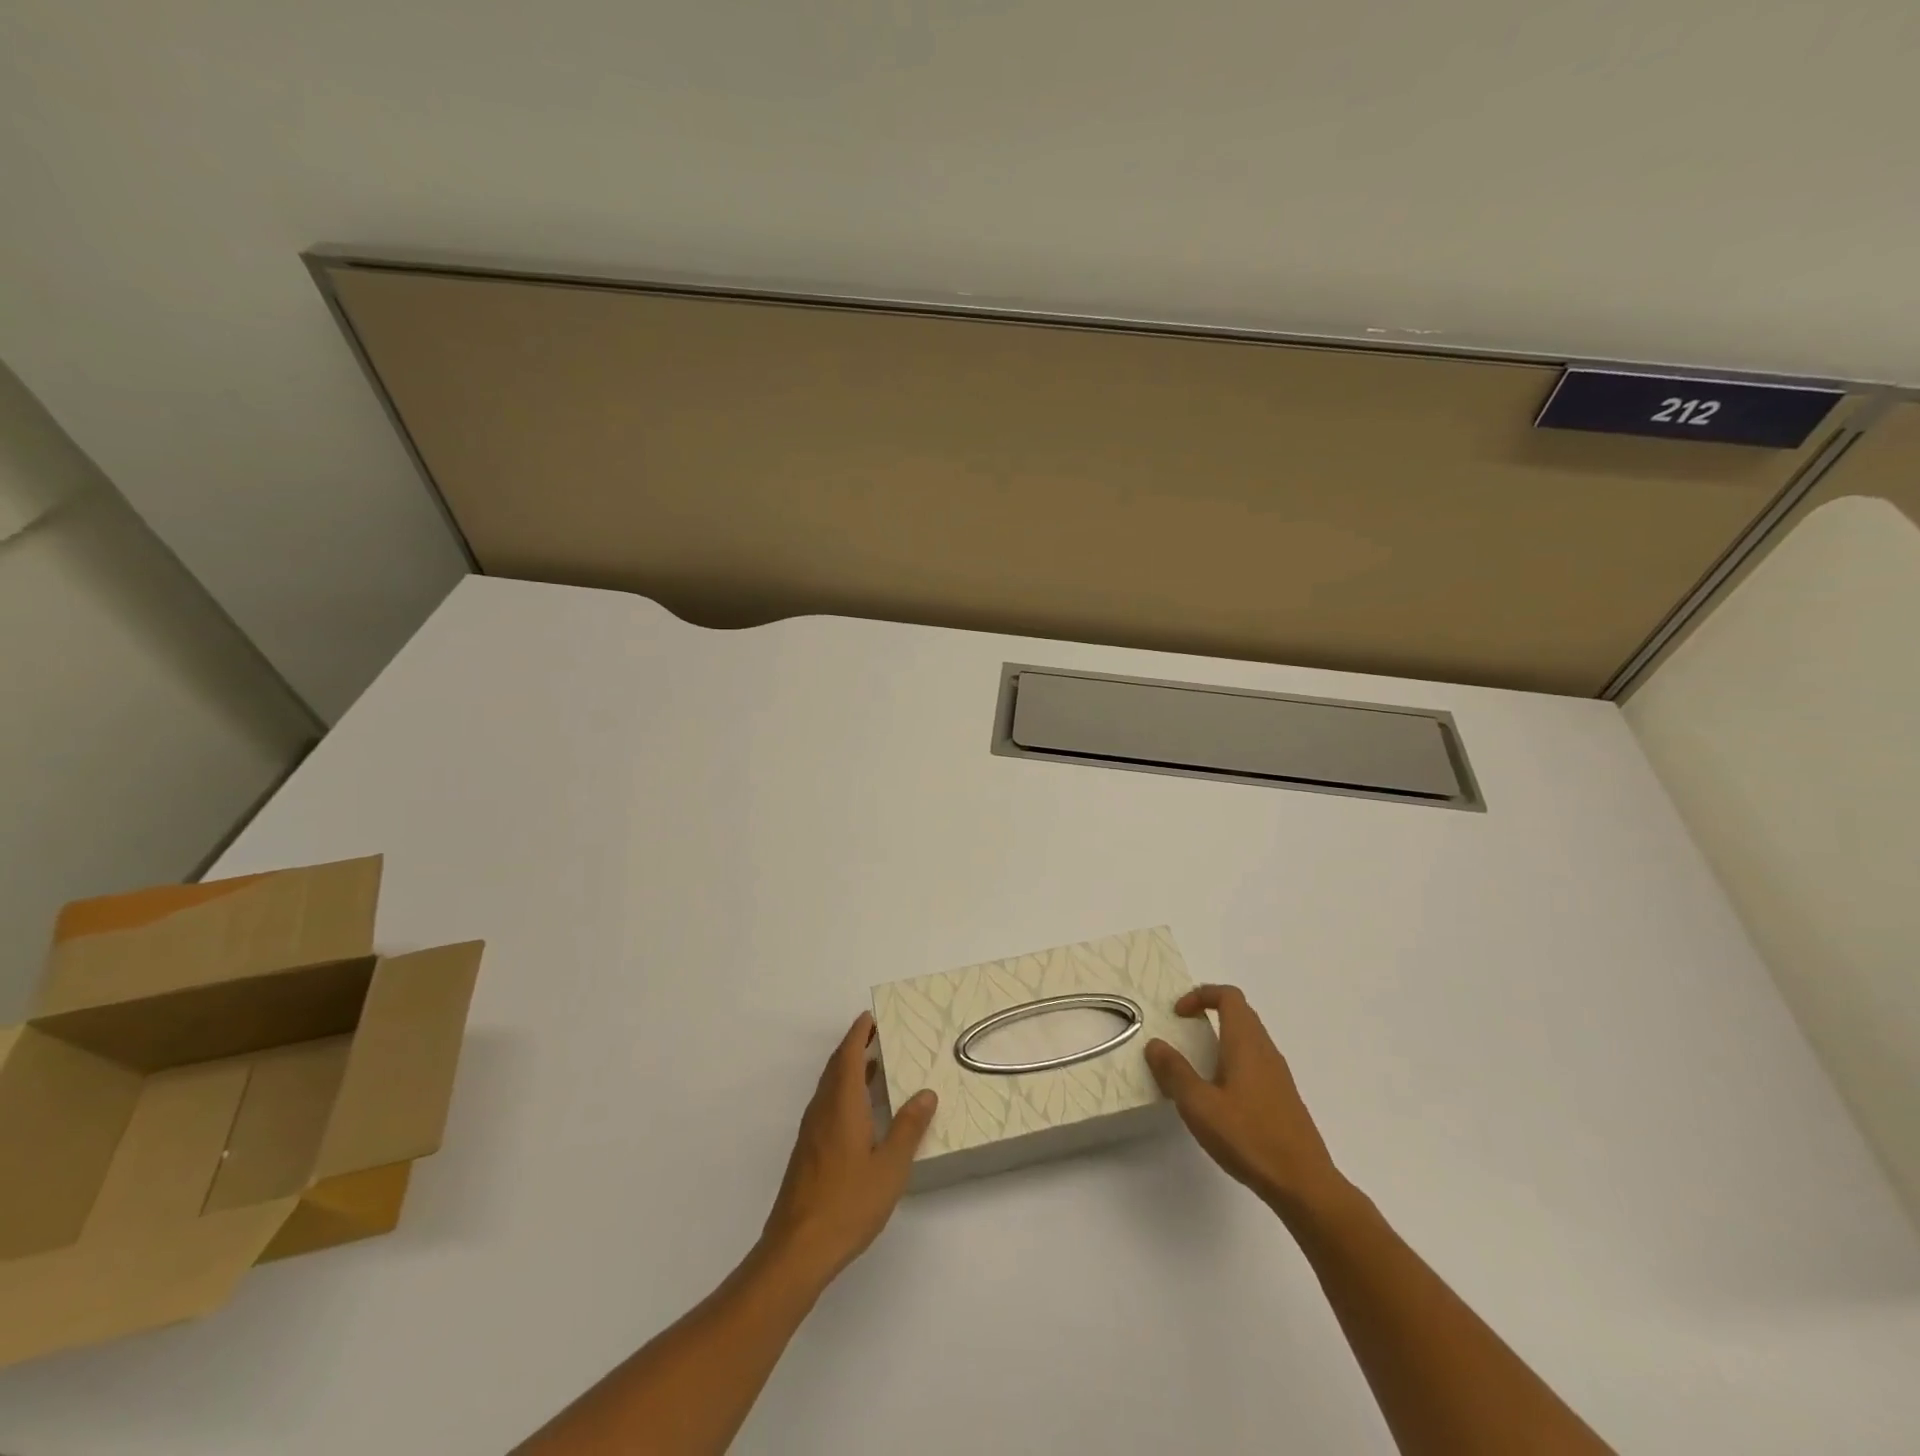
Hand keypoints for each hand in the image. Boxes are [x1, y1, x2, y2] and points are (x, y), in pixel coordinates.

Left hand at [761, 1012, 936, 1286]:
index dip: (858, 1034)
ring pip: (830, 1088)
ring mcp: (812, 1133)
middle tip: (878, 1035)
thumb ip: (908, 1128)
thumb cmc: (848, 1203)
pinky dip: (844, 1093)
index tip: (870, 1017)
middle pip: (836, 1068)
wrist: (797, 1250)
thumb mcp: (890, 1167)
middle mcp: (822, 1111)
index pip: (848, 1056)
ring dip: (849, 1071)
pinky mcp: (808, 1153)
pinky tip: (861, 1112)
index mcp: (841, 1105)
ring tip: (875, 1067)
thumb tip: (926, 1093)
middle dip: (854, 1047)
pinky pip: (827, 1106)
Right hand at [1145, 985, 1348, 1215]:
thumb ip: (1175, 1072)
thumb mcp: (1199, 1105)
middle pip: (1240, 1013)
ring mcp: (1278, 1075)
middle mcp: (1265, 1051)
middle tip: (1182, 1032)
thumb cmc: (1249, 1137)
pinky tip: (1219, 1097)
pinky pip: (1254, 1063)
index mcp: (1246, 1043)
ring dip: (1220, 1040)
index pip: (1228, 996)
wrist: (1304, 1185)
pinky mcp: (1282, 1098)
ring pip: (1248, 1039)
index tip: (1178, 1014)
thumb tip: (1155, 1044)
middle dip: (1209, 1013)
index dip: (1201, 995)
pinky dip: (1232, 1063)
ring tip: (1195, 1066)